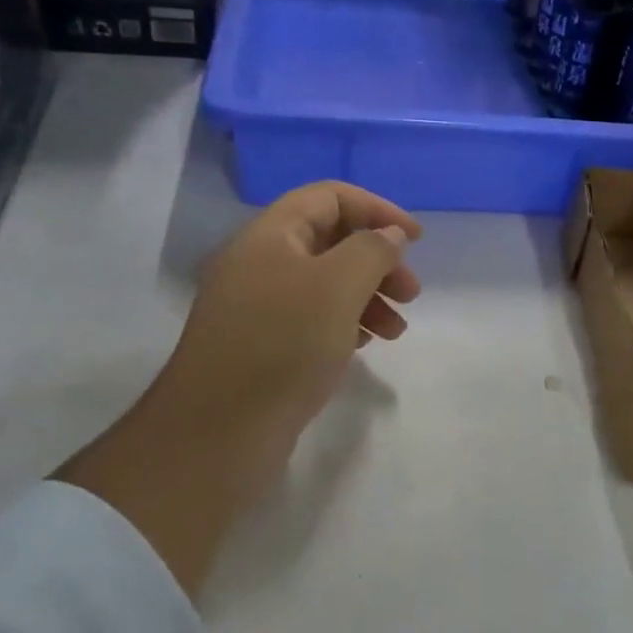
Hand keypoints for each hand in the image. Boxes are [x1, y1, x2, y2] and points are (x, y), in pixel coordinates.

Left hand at [154, 181, 421, 444]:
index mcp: (270, 236)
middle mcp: (259, 263)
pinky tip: (364, 345)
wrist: (217, 435)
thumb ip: (372, 250)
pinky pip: (311, 317)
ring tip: (396, 330)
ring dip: (368, 296)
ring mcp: (257, 306)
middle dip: (378, 260)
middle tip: (411, 294)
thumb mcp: (339, 287)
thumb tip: (389, 235)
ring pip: (325, 283)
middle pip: (331, 240)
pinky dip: (346, 322)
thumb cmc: (283, 346)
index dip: (378, 210)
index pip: (330, 197)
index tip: (416, 240)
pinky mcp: (261, 343)